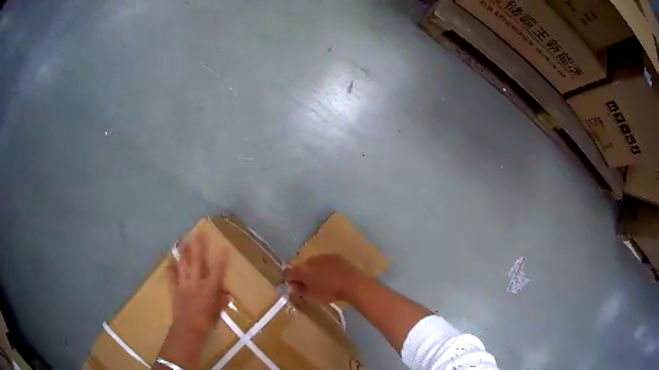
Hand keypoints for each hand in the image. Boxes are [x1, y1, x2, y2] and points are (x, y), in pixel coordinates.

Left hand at [169, 234, 229, 339]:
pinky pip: (172, 274)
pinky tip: (169, 259)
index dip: (222, 258)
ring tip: (183, 239)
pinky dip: (171, 266)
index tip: (224, 246)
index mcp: (209, 289)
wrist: (187, 328)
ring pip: (183, 264)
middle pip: (197, 261)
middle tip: (198, 233)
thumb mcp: (217, 311)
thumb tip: (227, 294)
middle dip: (198, 246)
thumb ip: (221, 300)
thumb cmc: (206, 321)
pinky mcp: (175, 287)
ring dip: (183, 251)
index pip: (217, 271)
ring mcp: (184, 284)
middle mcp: (196, 282)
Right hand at [284, 254, 365, 303]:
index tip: (295, 287)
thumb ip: (299, 291)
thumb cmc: (329, 292)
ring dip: (315, 271)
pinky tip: (333, 275)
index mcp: (301, 270)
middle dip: (303, 275)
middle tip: (310, 285)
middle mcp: (309, 260)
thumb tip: (293, 286)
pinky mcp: (334, 255)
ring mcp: (322, 256)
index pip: (287, 273)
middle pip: (301, 267)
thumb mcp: (311, 297)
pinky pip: (325, 262)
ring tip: (324, 281)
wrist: (351, 283)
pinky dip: (326, 267)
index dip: (289, 280)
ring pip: (313, 264)